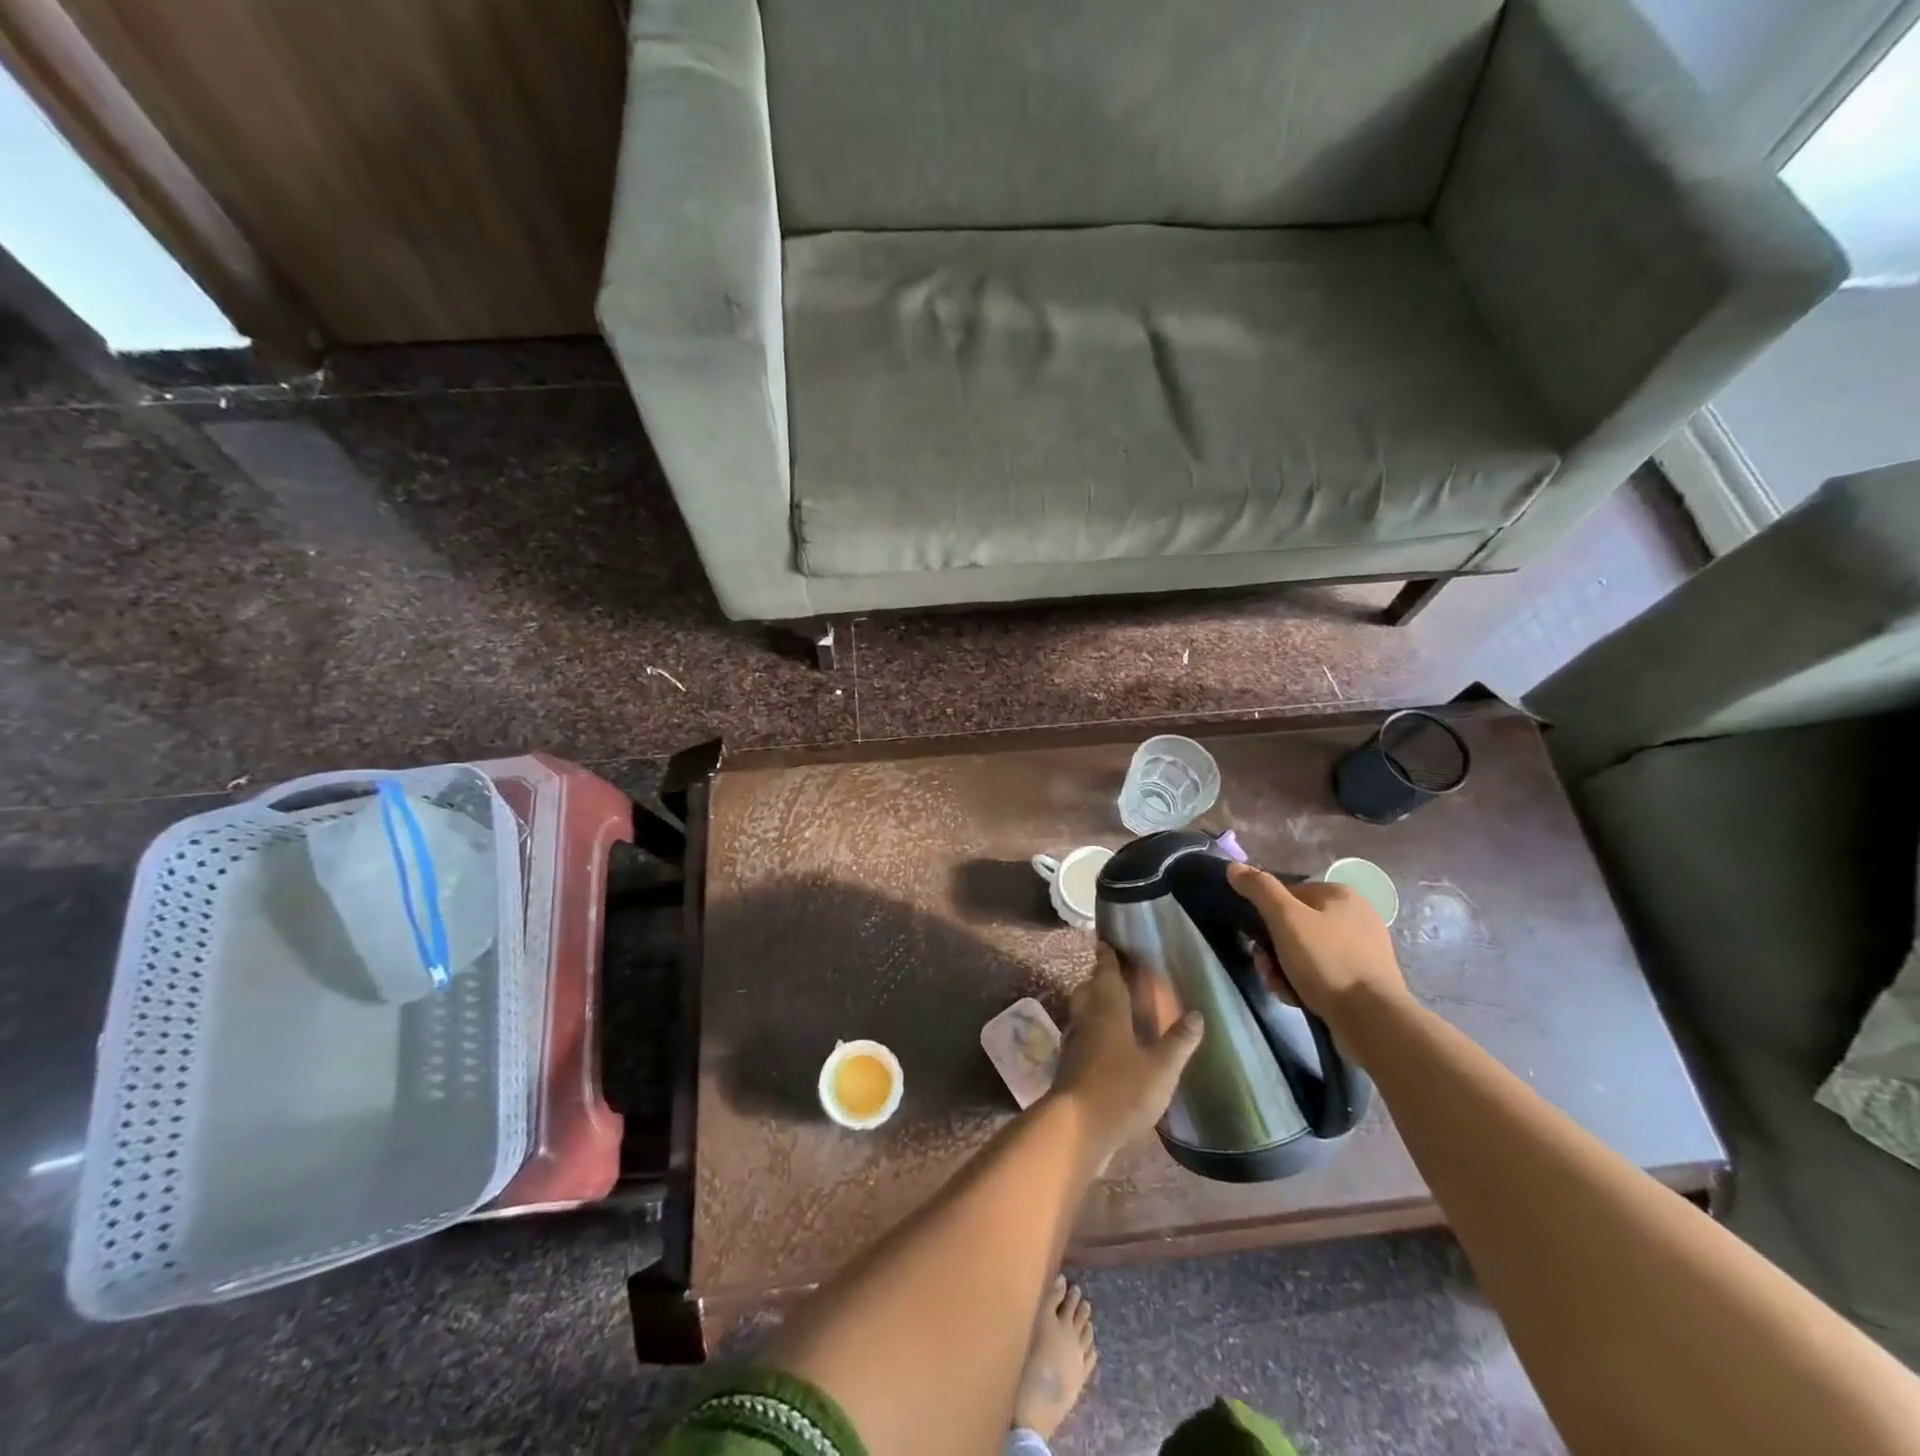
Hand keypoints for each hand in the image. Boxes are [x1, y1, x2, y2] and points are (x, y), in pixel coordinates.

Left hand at [1050, 945, 1202, 1163]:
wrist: (1076, 1127)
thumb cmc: (1121, 1090)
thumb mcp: (1161, 1068)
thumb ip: (1178, 1041)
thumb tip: (1196, 1013)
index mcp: (1107, 1009)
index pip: (1105, 972)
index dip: (1107, 956)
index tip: (1107, 942)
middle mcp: (1086, 1018)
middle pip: (1089, 989)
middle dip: (1100, 978)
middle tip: (1116, 974)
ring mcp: (1075, 1042)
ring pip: (1083, 1011)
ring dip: (1095, 1004)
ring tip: (1116, 1007)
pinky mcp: (1070, 1064)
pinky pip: (1083, 1035)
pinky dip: (1094, 1030)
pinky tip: (1109, 1045)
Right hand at [1227, 863, 1409, 1026]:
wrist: (1373, 1020)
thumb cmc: (1327, 962)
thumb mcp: (1286, 919)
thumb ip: (1260, 889)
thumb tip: (1234, 867)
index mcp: (1340, 895)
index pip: (1288, 894)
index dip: (1266, 916)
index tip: (1256, 940)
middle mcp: (1355, 917)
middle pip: (1294, 927)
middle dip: (1272, 950)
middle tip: (1266, 968)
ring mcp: (1361, 951)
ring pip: (1304, 953)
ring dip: (1283, 969)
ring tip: (1281, 988)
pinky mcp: (1363, 980)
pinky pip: (1322, 974)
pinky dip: (1304, 984)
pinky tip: (1297, 998)